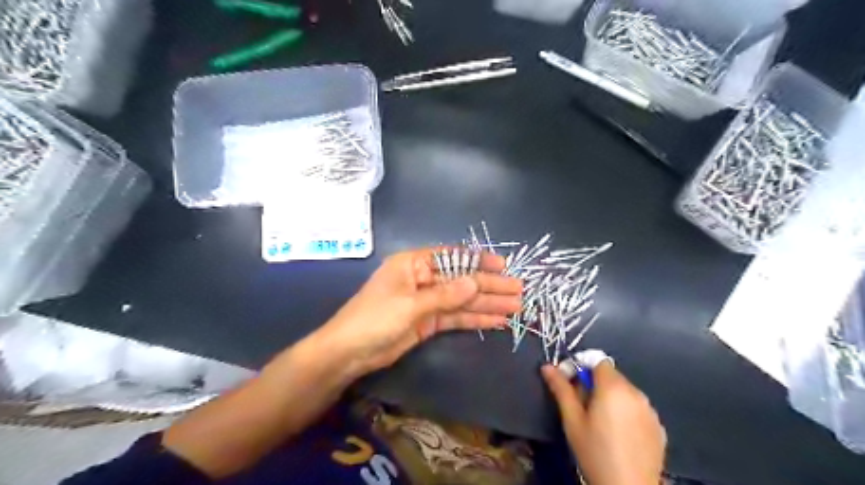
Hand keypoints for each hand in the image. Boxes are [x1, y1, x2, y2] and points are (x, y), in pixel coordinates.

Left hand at [316, 248, 518, 377]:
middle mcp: (423, 279)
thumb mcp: (410, 305)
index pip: (452, 257)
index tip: (503, 265)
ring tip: (515, 307)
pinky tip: (497, 320)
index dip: (478, 261)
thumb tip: (476, 283)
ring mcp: (427, 302)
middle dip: (489, 285)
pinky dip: (475, 319)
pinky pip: (455, 318)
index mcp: (414, 264)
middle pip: (461, 280)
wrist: (349, 353)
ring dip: (487, 304)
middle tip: (518, 290)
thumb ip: (445, 295)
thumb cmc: (374, 318)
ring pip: (462, 301)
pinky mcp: (428, 322)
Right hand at [538, 360, 667, 484]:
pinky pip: (638, 408)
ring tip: (601, 422)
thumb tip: (547, 367)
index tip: (571, 384)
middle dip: (595, 384)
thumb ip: (561, 389)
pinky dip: (627, 412)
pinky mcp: (659, 427)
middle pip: (611, 376)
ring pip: (625, 392)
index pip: (597, 361)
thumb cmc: (595, 452)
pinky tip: (619, 434)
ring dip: (611, 398)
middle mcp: (635, 392)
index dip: (582, 367)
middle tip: (582, 407)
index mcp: (613, 387)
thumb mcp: (572, 421)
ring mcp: (650, 410)